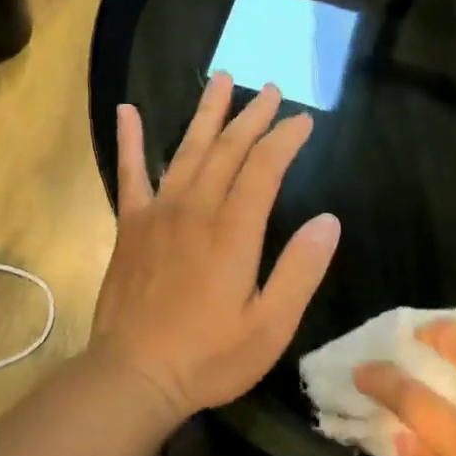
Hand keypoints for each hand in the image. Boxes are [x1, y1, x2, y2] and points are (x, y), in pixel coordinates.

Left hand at [90, 74, 340, 420]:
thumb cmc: (209, 356)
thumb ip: (300, 270)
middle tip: (270, 88)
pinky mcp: (130, 225)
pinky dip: (129, 141)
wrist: (132, 376)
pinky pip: (129, 174)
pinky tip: (126, 110)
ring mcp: (158, 213)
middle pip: (228, 149)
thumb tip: (329, 220)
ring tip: (221, 79)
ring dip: (206, 113)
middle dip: (252, 115)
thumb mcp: (271, 326)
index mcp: (233, 231)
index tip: (303, 119)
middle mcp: (196, 209)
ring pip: (187, 150)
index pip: (264, 167)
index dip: (285, 139)